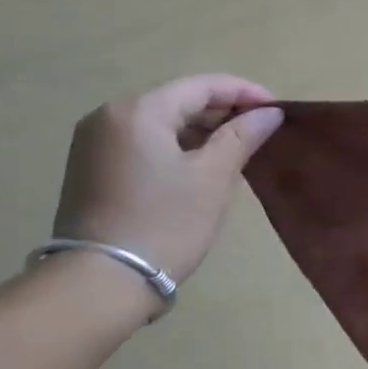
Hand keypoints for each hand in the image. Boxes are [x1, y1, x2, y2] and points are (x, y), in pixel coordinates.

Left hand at [52, 74, 281, 291]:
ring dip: (200, 130)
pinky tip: (201, 165)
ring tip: (237, 149)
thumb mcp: (213, 177)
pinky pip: (143, 142)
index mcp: (139, 110)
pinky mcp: (90, 168)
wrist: (101, 283)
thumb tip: (270, 113)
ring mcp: (94, 142)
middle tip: (261, 131)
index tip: (277, 109)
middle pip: (178, 100)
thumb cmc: (165, 224)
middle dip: (222, 112)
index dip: (244, 92)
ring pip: (160, 122)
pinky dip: (175, 146)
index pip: (202, 86)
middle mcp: (109, 116)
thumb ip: (242, 136)